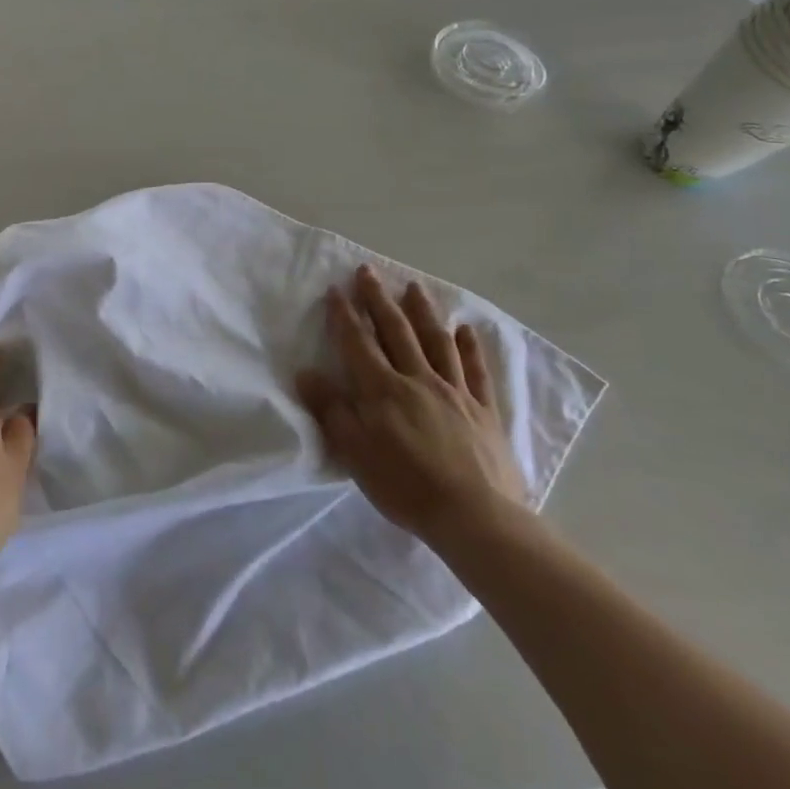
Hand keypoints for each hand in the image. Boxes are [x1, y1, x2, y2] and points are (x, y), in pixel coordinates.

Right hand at [297, 265, 527, 547]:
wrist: (476, 517)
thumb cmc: (405, 485)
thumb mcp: (354, 452)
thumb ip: (331, 410)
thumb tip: (305, 373)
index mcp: (383, 389)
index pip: (358, 342)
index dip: (345, 314)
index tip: (335, 288)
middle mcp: (418, 379)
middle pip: (396, 331)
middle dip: (379, 299)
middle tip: (368, 271)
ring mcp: (455, 392)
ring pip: (436, 341)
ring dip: (423, 311)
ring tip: (414, 287)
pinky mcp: (484, 410)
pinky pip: (475, 371)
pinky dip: (469, 347)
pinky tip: (466, 329)